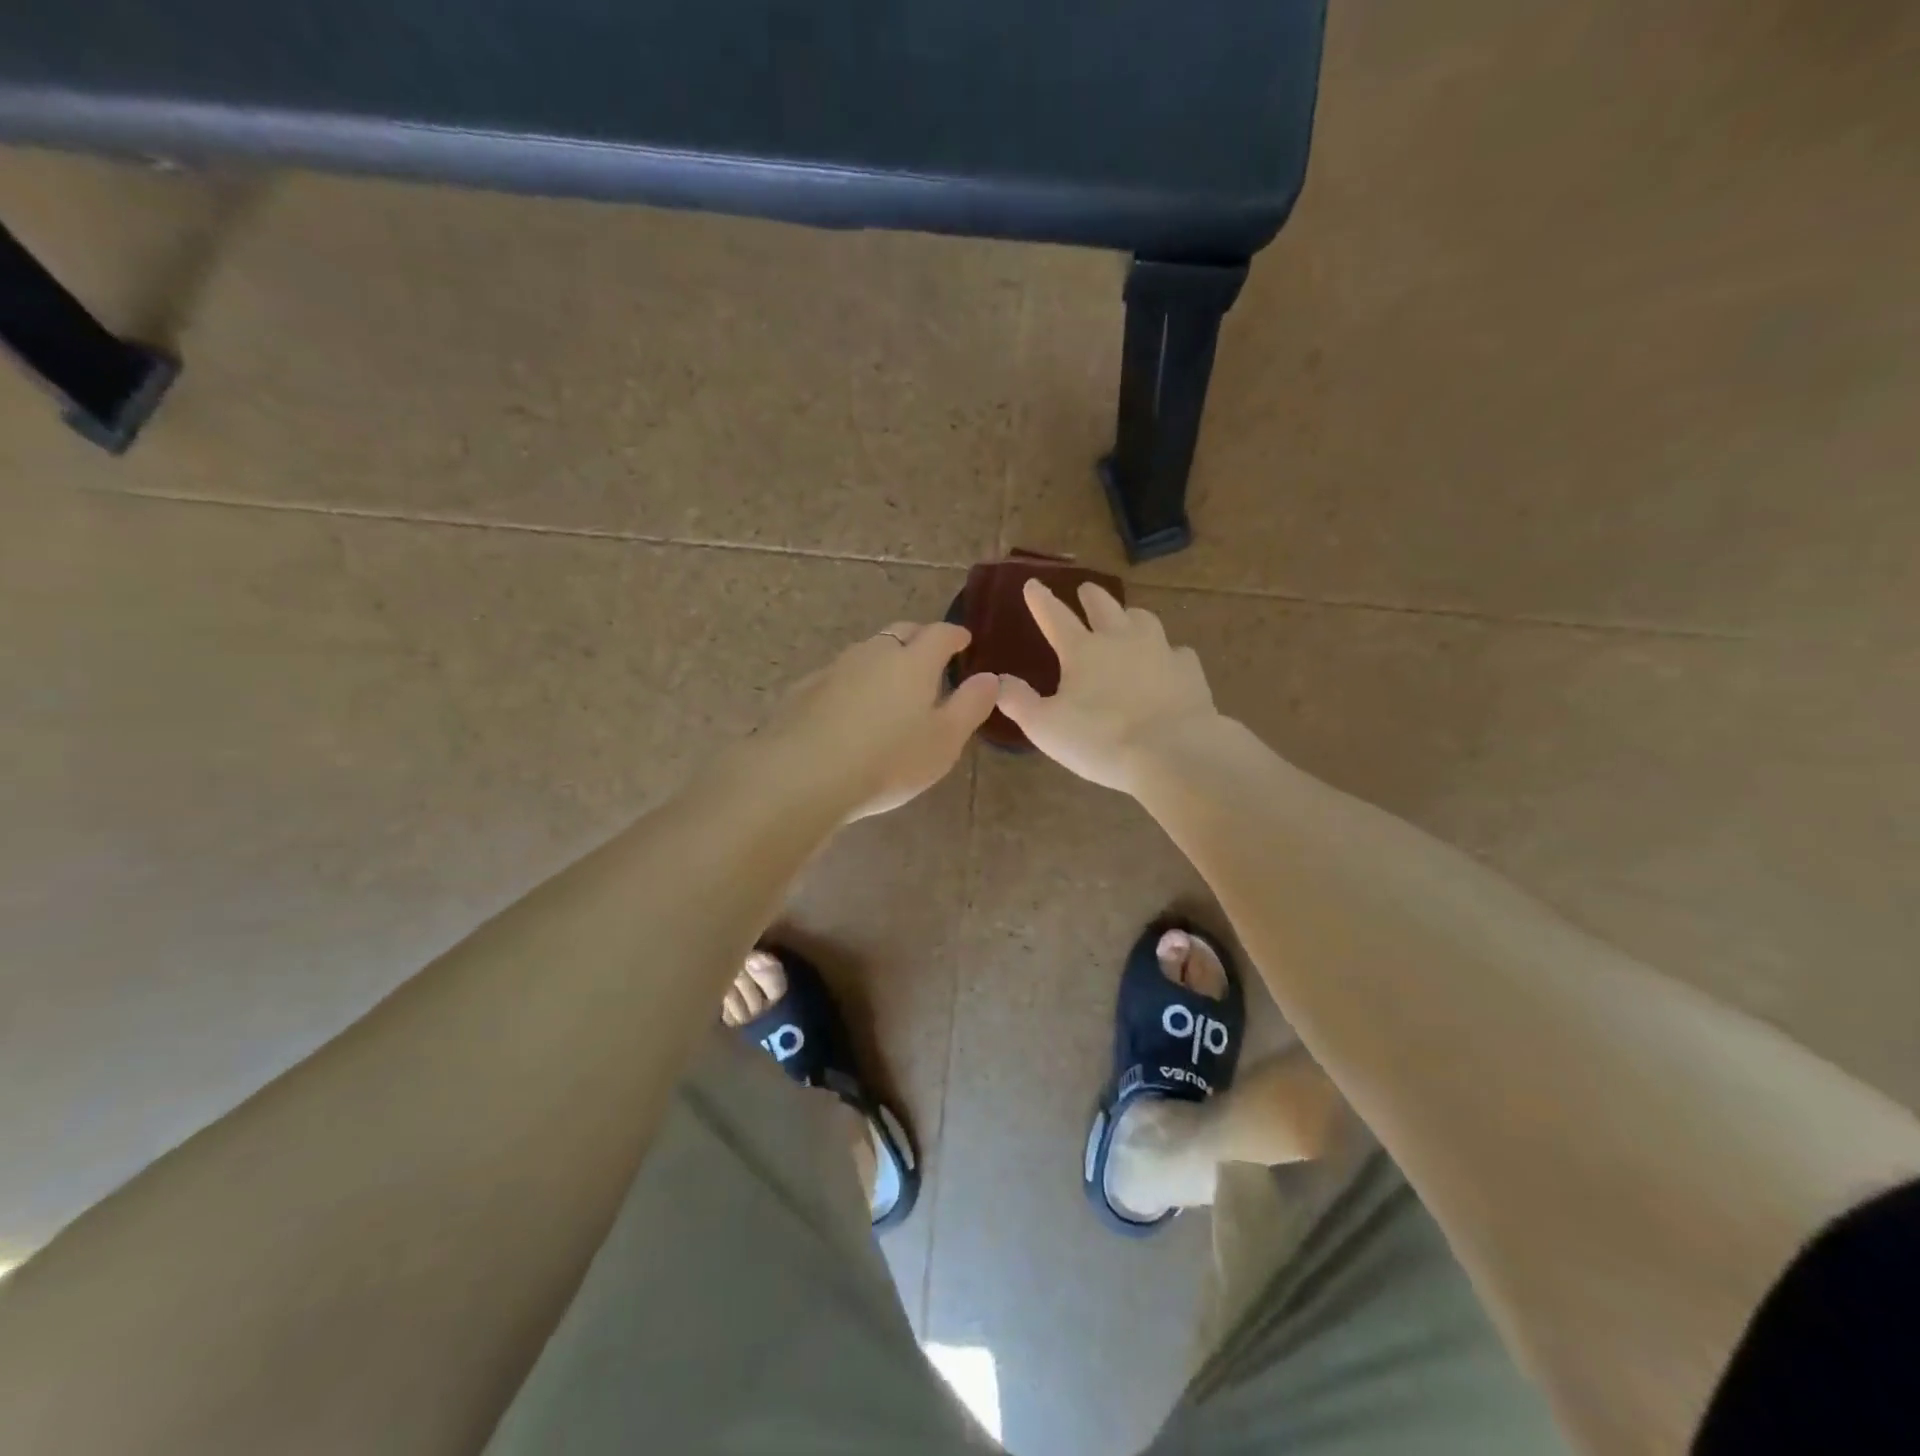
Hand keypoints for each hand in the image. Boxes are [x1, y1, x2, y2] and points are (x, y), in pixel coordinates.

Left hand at [756, 621, 998, 820]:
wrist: (804, 775)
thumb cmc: (888, 760)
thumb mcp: (944, 741)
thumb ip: (970, 705)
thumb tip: (990, 677)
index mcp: (913, 661)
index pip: (940, 634)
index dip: (955, 635)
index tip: (964, 641)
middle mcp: (874, 654)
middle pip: (900, 633)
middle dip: (919, 638)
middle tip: (930, 656)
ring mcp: (835, 669)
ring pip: (867, 652)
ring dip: (884, 659)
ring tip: (892, 684)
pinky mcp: (805, 690)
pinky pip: (839, 675)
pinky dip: (854, 682)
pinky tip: (851, 707)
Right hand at [996, 581, 1219, 794]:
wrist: (1173, 751)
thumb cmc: (1101, 740)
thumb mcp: (1045, 727)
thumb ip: (1018, 701)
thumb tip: (998, 680)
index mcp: (1082, 651)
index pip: (1055, 617)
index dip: (1041, 600)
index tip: (1033, 583)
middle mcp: (1121, 639)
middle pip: (1104, 607)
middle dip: (1091, 596)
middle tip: (1086, 589)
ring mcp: (1159, 650)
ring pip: (1144, 620)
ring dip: (1131, 616)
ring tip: (1128, 618)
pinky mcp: (1189, 670)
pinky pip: (1177, 652)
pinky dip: (1168, 653)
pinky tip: (1168, 661)